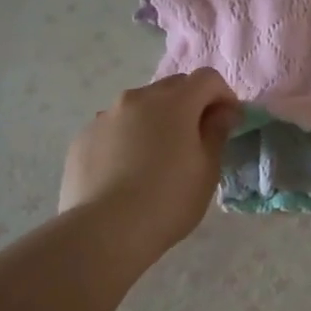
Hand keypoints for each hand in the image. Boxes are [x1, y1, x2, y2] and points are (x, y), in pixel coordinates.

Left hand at [59, 70, 240, 251]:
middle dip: (190, 104)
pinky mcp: (83, 138)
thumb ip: (216, 132)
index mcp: (174, 102)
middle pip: (172, 88)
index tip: (228, 122)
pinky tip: (126, 173)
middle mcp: (137, 98)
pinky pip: (114, 128)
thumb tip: (221, 112)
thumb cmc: (168, 199)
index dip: (223, 96)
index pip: (207, 79)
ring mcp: (105, 116)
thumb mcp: (207, 169)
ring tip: (156, 158)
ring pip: (139, 107)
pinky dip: (127, 139)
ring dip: (155, 120)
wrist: (105, 231)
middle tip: (196, 139)